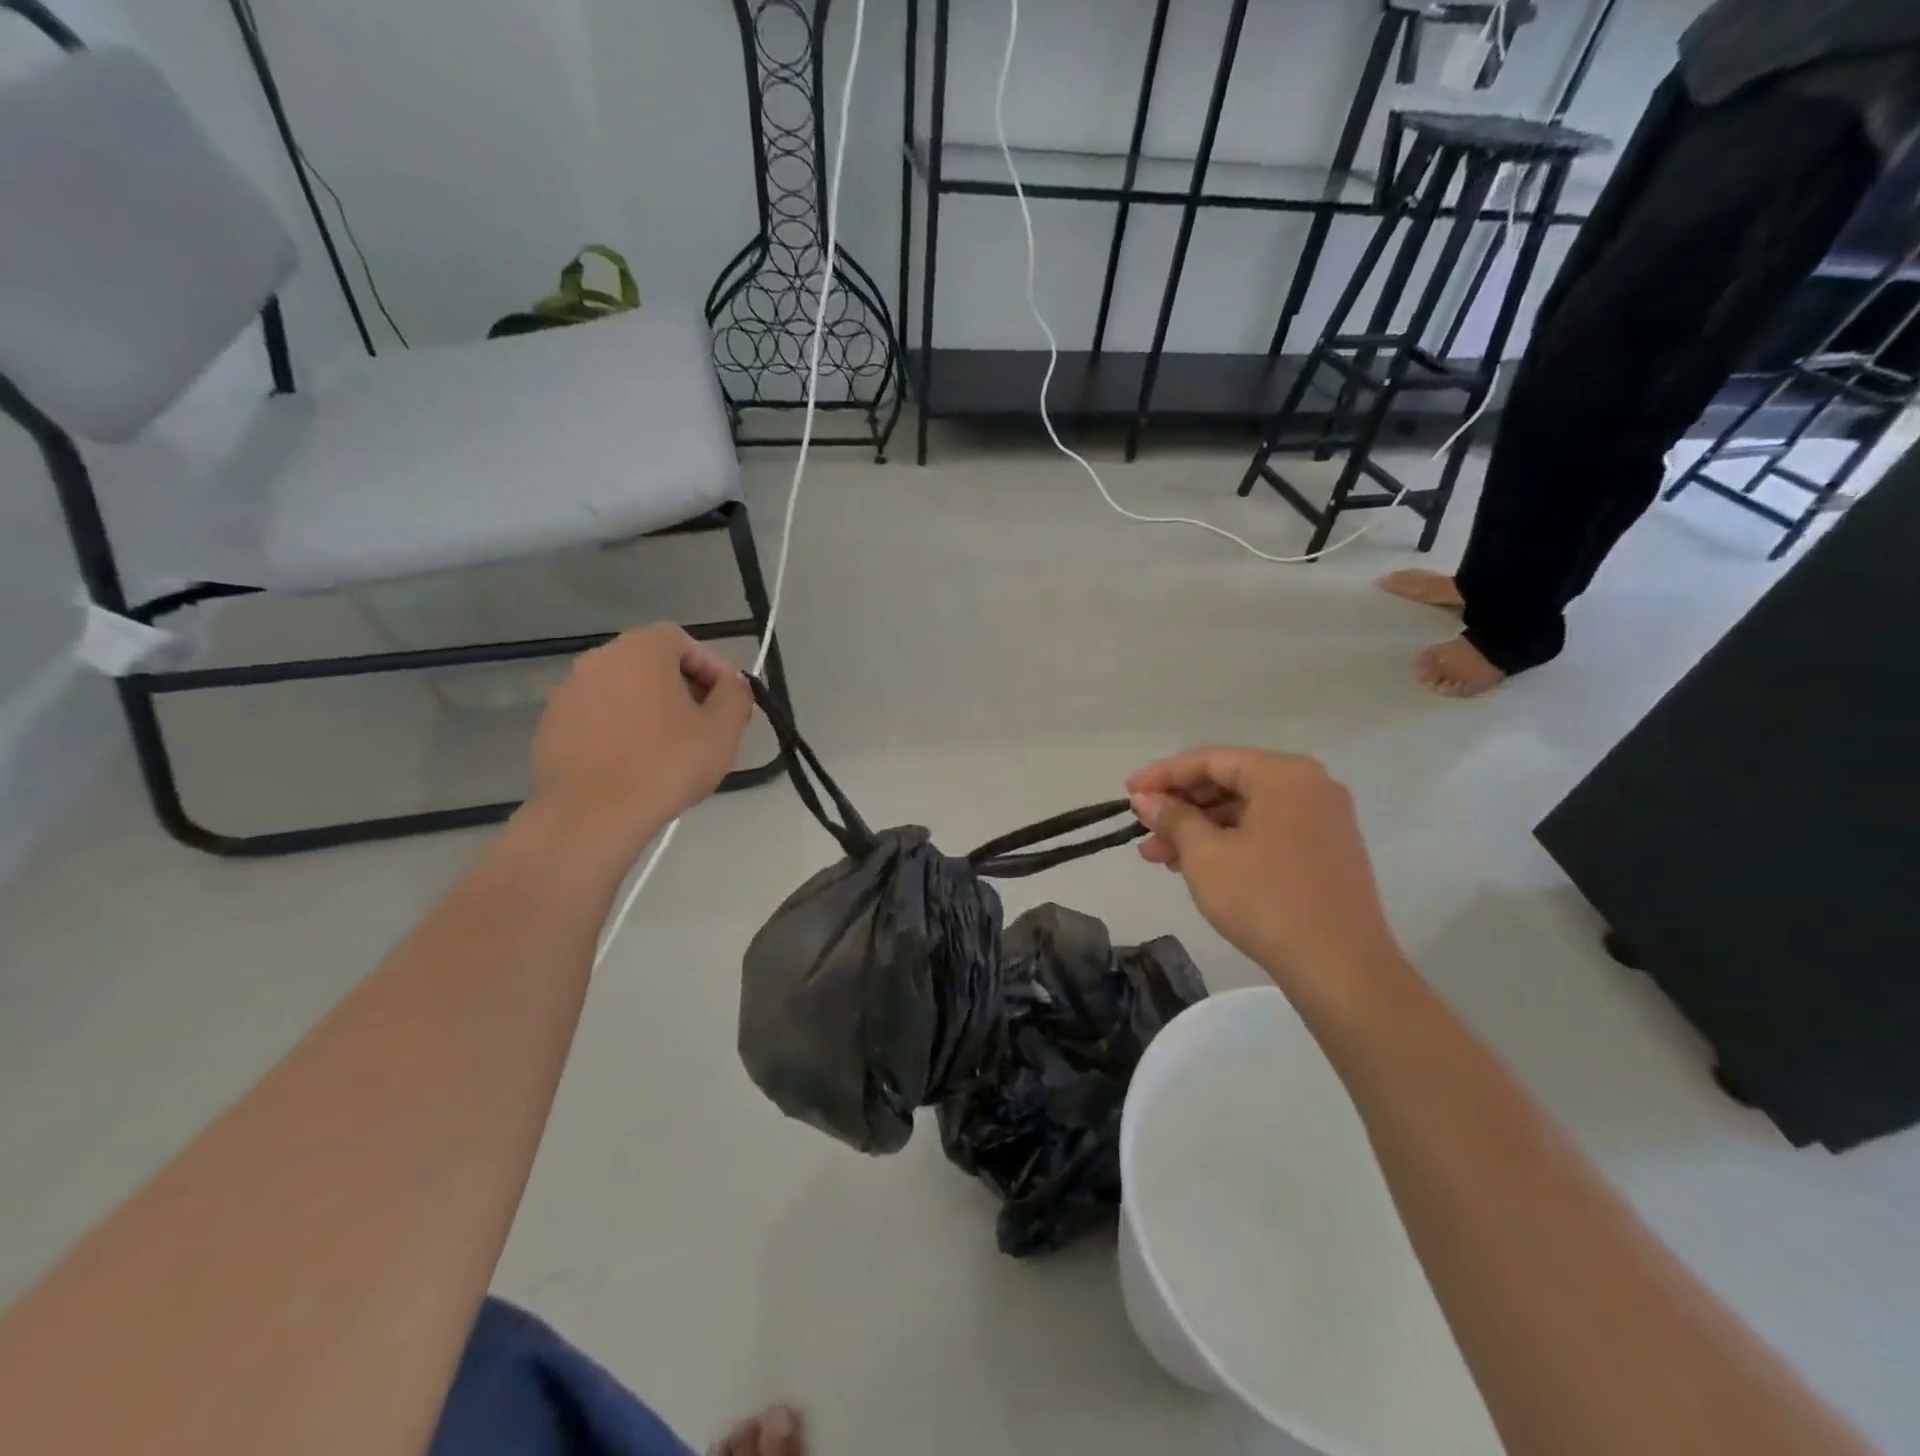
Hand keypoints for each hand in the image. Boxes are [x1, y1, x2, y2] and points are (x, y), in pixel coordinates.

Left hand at [532, 625, 753, 834]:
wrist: (592, 815)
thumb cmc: (666, 764)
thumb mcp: (723, 729)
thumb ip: (736, 694)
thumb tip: (732, 683)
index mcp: (641, 649)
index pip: (682, 641)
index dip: (710, 668)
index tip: (726, 702)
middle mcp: (599, 659)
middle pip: (650, 663)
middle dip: (681, 688)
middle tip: (703, 725)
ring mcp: (568, 692)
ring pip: (623, 691)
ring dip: (649, 710)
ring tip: (669, 749)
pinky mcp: (551, 726)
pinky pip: (597, 717)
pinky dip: (619, 730)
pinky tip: (634, 765)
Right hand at [1128, 748, 1404, 1008]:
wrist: (1340, 967)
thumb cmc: (1265, 900)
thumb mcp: (1205, 855)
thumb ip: (1173, 818)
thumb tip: (1146, 799)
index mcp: (1282, 774)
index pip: (1210, 760)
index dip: (1163, 775)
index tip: (1128, 792)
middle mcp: (1308, 785)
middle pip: (1230, 782)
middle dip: (1181, 807)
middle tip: (1142, 829)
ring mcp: (1322, 818)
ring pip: (1246, 810)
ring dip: (1200, 829)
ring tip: (1158, 856)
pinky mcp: (1326, 849)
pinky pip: (1266, 830)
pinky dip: (1229, 842)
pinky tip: (1196, 865)